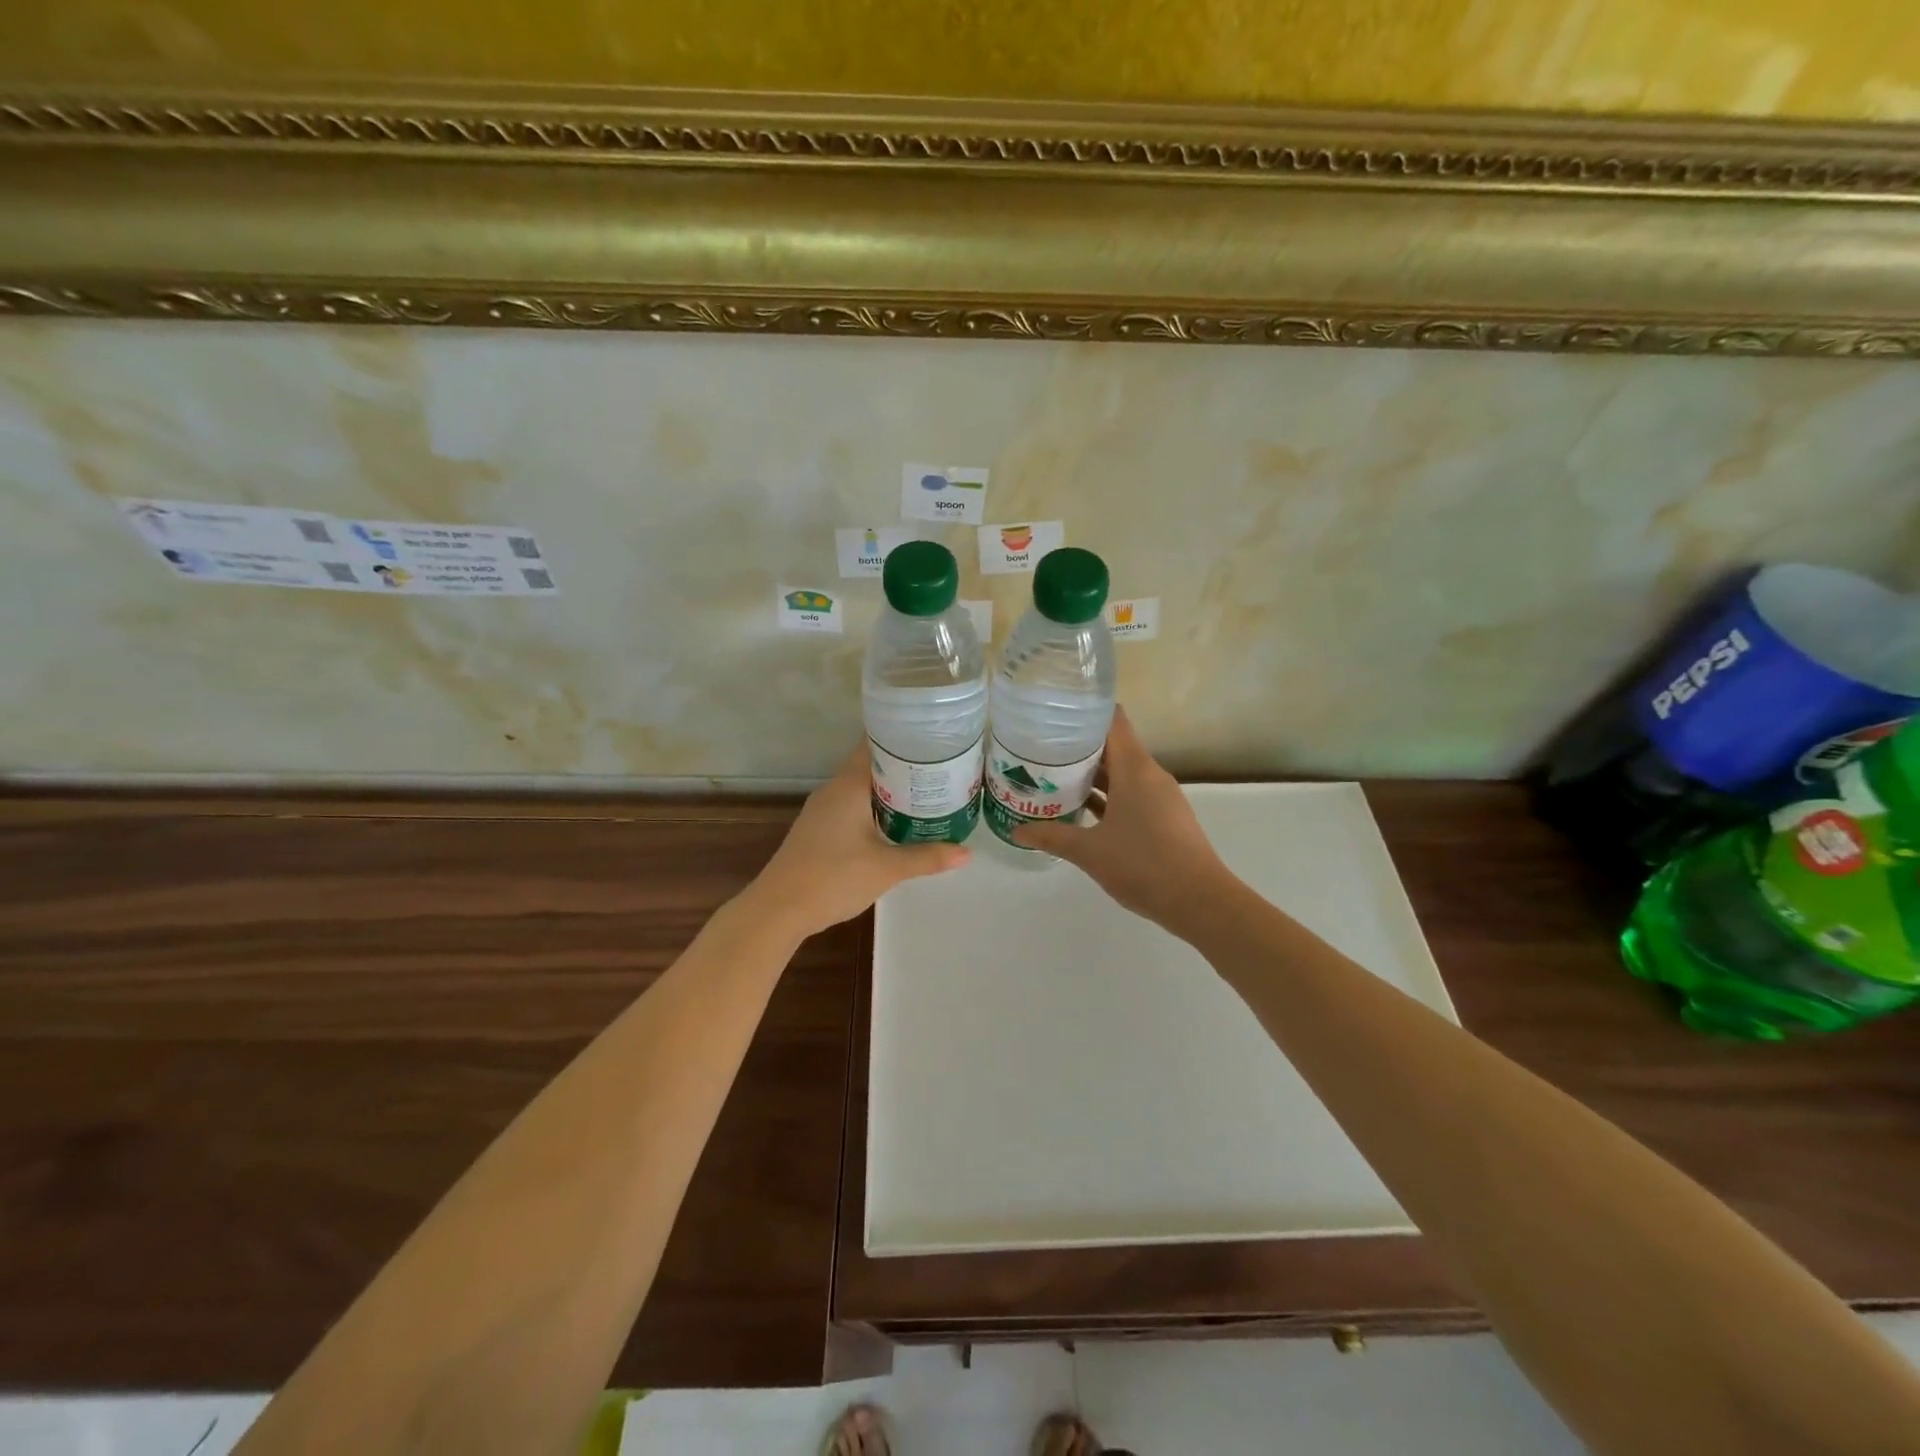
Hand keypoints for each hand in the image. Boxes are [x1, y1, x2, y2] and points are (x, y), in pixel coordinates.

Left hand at [747, 744, 969, 939]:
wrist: (779, 909)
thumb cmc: (833, 878)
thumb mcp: (887, 868)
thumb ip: (927, 857)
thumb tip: (967, 853)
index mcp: (848, 786)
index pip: (875, 745)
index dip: (902, 738)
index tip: (933, 738)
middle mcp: (833, 790)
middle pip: (871, 766)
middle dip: (904, 766)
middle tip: (941, 768)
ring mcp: (822, 810)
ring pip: (861, 788)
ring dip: (890, 789)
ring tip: (926, 793)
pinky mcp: (818, 830)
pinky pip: (851, 806)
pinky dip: (875, 807)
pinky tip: (894, 823)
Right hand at [1014, 706, 1230, 934]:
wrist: (1200, 902)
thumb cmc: (1143, 865)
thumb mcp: (1089, 851)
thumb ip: (1052, 836)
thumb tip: (1017, 831)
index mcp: (1135, 769)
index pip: (1112, 721)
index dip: (1084, 711)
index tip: (1054, 714)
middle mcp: (1150, 775)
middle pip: (1113, 746)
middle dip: (1078, 747)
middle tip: (1040, 749)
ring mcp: (1160, 797)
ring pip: (1121, 773)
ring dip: (1091, 775)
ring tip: (1053, 777)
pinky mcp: (1164, 818)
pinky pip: (1131, 794)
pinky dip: (1108, 796)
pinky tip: (1082, 810)